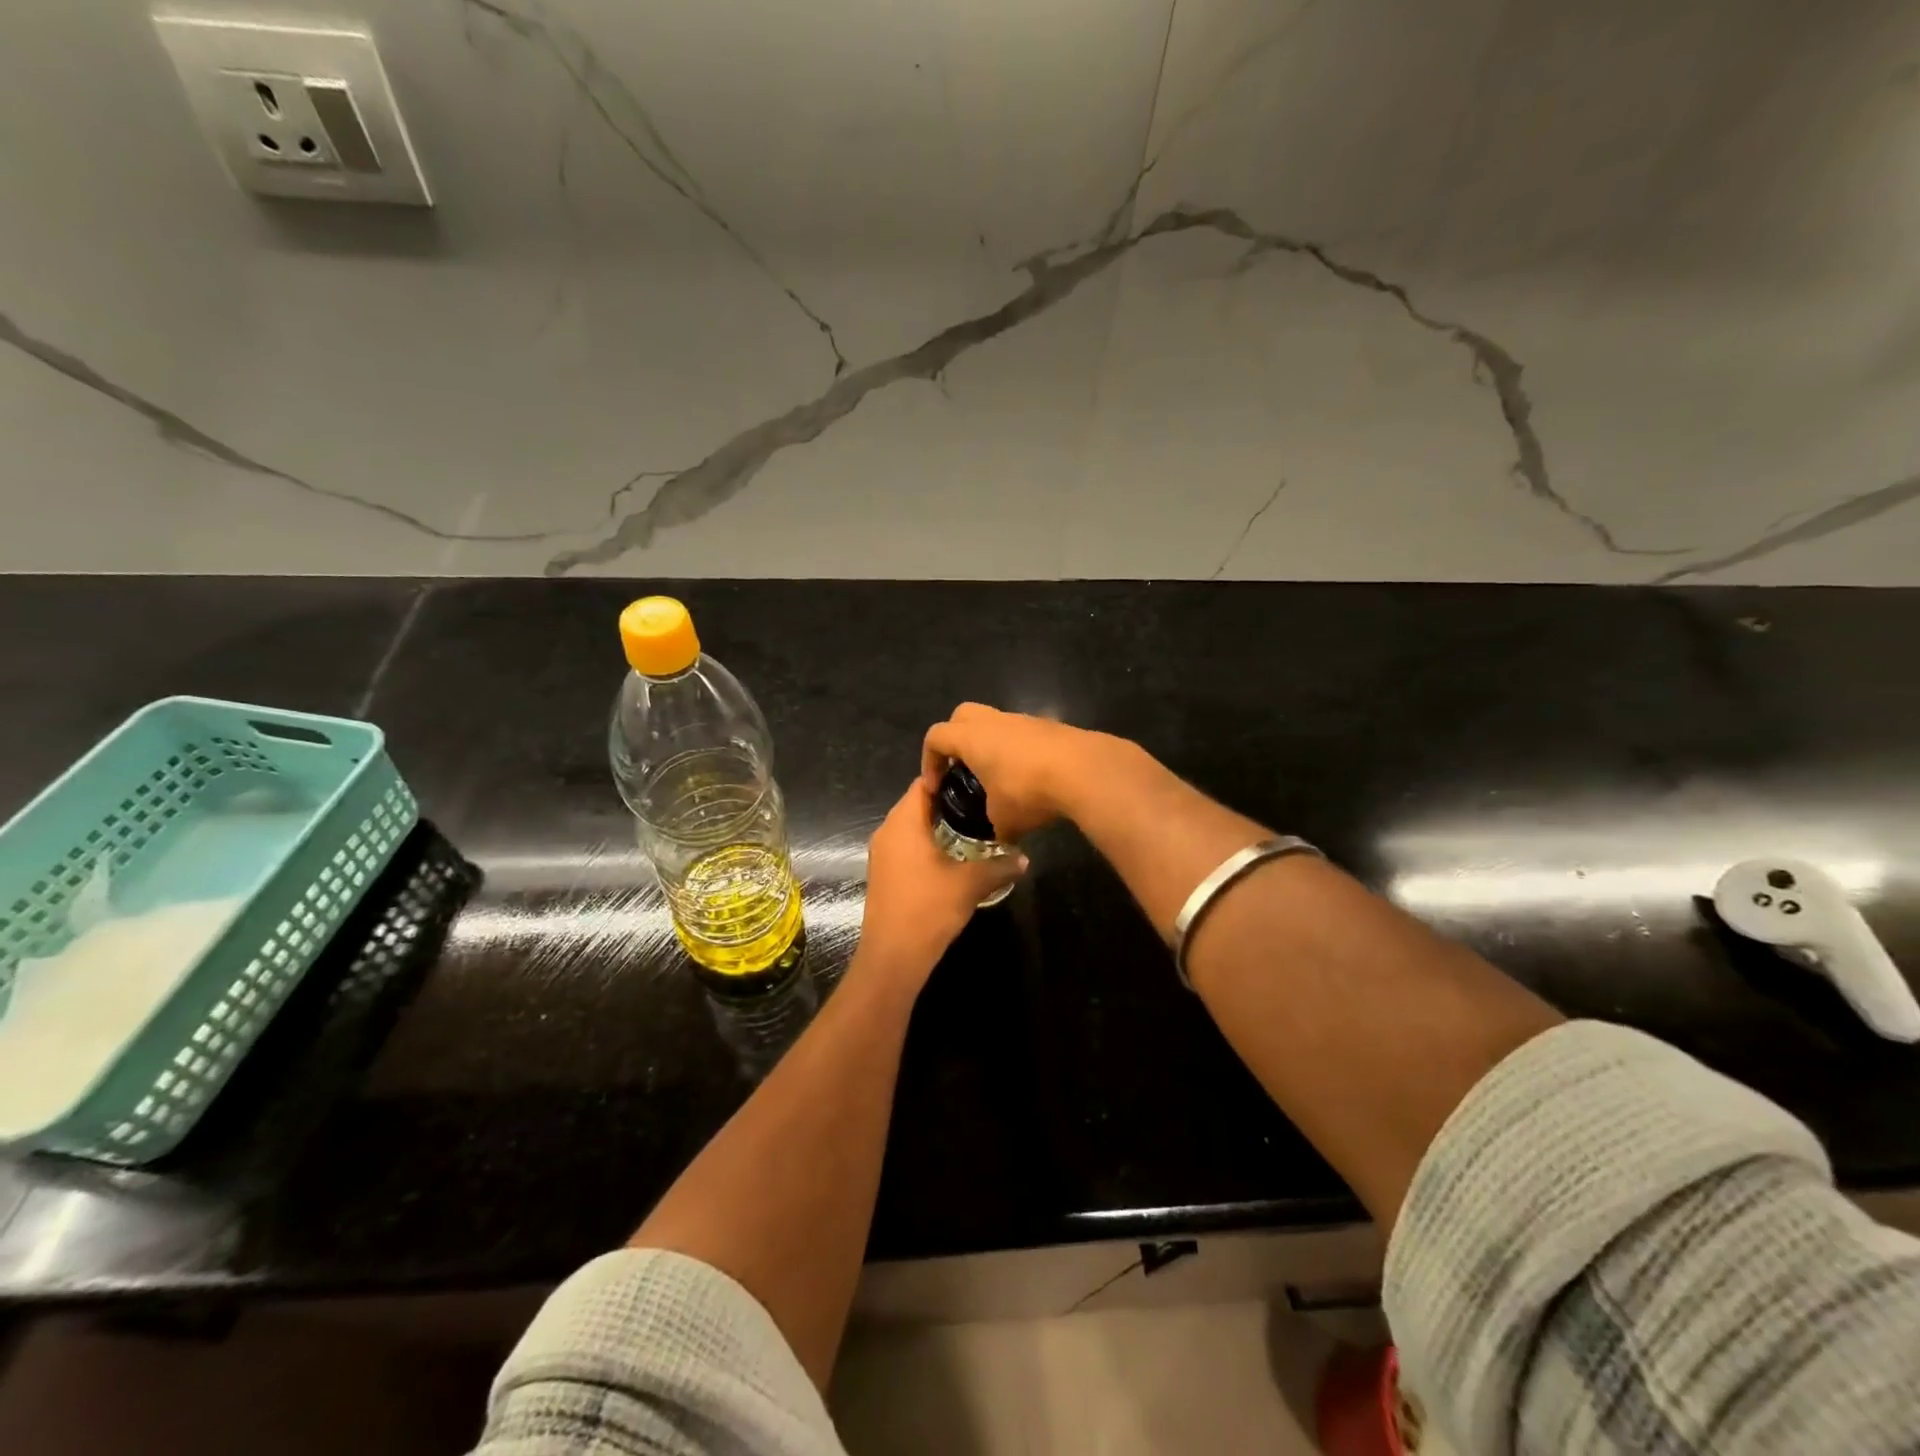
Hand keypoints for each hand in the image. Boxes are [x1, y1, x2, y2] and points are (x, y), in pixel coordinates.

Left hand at [855, 780, 1026, 988]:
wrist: (893, 955)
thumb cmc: (929, 908)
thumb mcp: (971, 884)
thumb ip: (999, 866)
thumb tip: (1024, 858)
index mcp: (903, 822)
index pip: (924, 783)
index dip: (950, 778)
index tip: (977, 782)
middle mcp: (887, 831)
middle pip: (917, 803)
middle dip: (948, 803)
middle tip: (982, 805)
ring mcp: (882, 853)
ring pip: (911, 827)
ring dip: (938, 826)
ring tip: (973, 829)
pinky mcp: (884, 873)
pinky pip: (906, 846)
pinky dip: (927, 845)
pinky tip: (953, 857)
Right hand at [920, 703, 1099, 839]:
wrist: (1084, 770)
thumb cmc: (1029, 791)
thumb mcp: (1004, 820)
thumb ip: (995, 826)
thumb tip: (1001, 836)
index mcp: (972, 738)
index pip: (936, 737)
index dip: (929, 760)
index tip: (936, 786)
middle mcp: (995, 722)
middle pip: (962, 715)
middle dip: (956, 739)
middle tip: (961, 769)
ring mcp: (1025, 720)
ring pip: (997, 723)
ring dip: (991, 745)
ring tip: (999, 778)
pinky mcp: (1051, 727)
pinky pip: (1024, 734)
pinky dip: (1019, 751)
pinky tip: (1031, 779)